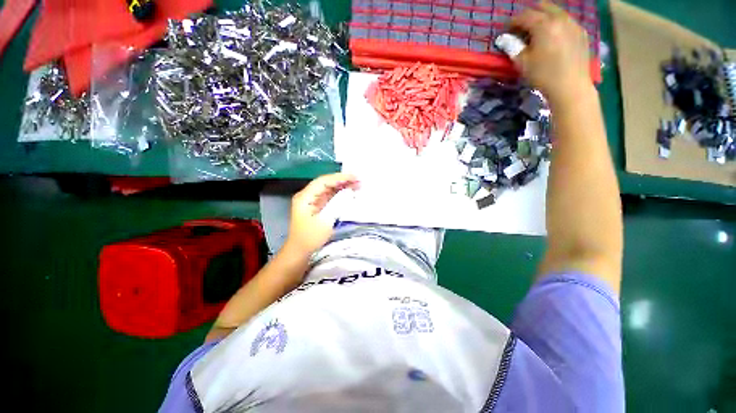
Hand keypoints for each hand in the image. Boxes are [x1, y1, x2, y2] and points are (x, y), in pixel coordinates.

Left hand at [284, 173, 359, 256]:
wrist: (300, 253)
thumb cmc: (310, 238)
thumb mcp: (325, 221)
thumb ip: (337, 204)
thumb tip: (349, 192)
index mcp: (305, 197)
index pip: (323, 181)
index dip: (339, 177)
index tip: (354, 177)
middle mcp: (308, 196)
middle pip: (326, 183)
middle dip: (342, 181)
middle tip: (359, 180)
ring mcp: (312, 202)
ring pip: (329, 189)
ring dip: (342, 186)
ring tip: (357, 185)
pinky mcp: (318, 208)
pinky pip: (330, 197)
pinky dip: (340, 194)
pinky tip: (349, 193)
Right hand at [510, 0, 592, 101]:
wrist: (571, 86)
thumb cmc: (543, 75)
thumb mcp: (522, 63)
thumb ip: (512, 47)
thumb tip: (504, 39)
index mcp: (543, 24)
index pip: (524, 15)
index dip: (513, 22)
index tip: (507, 31)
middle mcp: (560, 18)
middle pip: (542, 6)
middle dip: (530, 14)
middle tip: (522, 28)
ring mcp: (573, 23)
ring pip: (556, 12)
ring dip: (544, 18)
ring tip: (537, 33)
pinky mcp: (581, 32)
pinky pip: (566, 20)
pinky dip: (556, 24)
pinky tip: (552, 38)